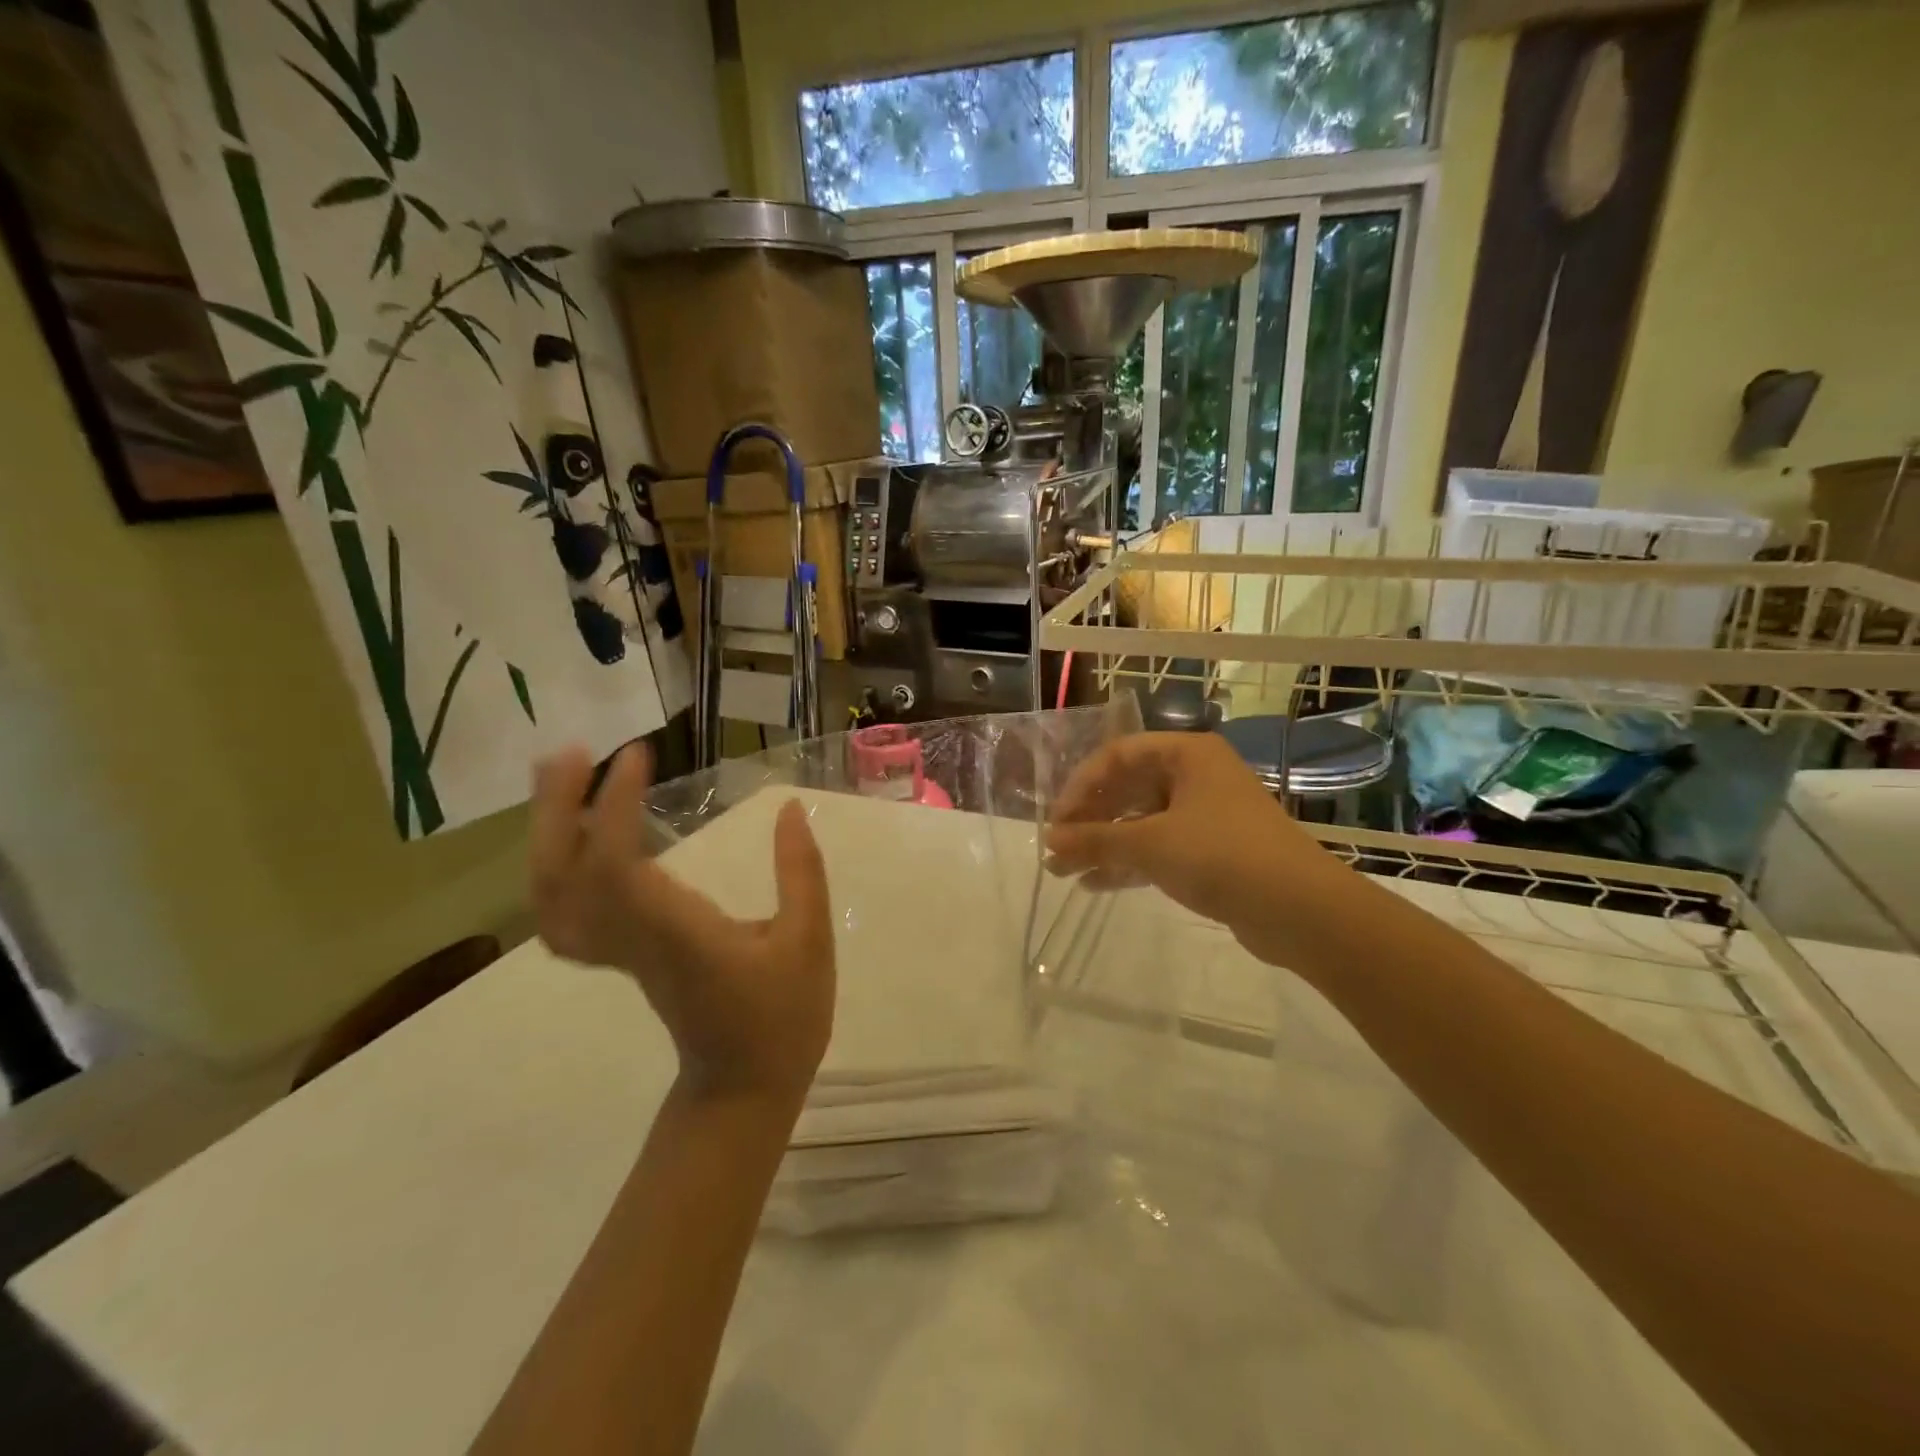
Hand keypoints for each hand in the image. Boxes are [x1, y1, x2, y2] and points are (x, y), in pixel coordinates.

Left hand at [530, 744, 834, 1103]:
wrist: (741, 1089)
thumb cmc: (781, 1018)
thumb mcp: (809, 942)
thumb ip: (801, 873)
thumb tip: (789, 809)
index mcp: (677, 934)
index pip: (618, 866)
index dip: (615, 807)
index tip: (636, 755)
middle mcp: (632, 940)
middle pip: (562, 876)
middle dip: (556, 809)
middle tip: (572, 752)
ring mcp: (618, 953)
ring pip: (552, 895)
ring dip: (548, 831)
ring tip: (565, 775)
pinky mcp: (620, 957)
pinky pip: (564, 913)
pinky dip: (553, 870)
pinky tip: (573, 837)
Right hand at [1043, 732, 1354, 971]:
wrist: (1301, 910)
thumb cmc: (1221, 855)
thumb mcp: (1150, 843)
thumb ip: (1095, 839)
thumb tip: (1049, 839)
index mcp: (1186, 754)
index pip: (1117, 756)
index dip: (1081, 785)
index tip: (1057, 820)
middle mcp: (1196, 777)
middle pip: (1128, 789)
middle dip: (1089, 821)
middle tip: (1056, 849)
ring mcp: (1205, 815)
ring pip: (1141, 822)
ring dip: (1103, 845)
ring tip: (1064, 872)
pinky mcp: (1211, 852)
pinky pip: (1158, 848)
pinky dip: (1128, 863)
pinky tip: (1095, 884)